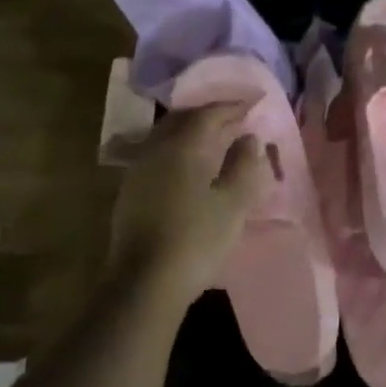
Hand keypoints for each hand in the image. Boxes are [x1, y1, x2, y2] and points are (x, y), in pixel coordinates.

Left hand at [107, 102, 268, 313]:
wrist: (146, 284)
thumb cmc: (197, 238)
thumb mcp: (233, 202)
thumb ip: (244, 165)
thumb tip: (249, 139)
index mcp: (181, 147)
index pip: (209, 114)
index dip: (233, 106)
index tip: (254, 102)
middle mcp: (155, 151)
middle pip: (183, 120)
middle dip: (210, 116)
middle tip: (235, 119)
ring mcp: (138, 172)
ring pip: (168, 138)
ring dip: (193, 134)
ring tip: (217, 141)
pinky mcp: (131, 194)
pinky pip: (160, 157)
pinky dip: (181, 152)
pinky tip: (193, 167)